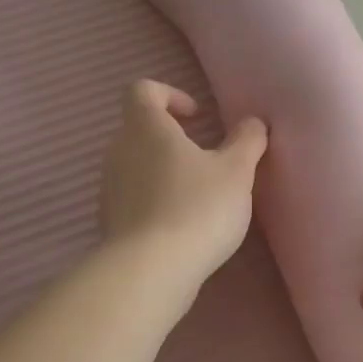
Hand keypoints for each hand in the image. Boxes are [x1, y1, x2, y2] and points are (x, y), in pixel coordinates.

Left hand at [99, 80, 267, 293]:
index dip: (170, 94)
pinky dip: (154, 199)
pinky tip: (180, 223)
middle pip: (138, 128)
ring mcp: (109, 188)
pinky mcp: (109, 221)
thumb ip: (247, 141)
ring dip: (162, 169)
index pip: (142, 90)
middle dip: (170, 136)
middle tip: (204, 155)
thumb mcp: (236, 172)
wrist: (151, 271)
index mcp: (146, 128)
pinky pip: (132, 196)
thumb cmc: (197, 208)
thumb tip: (254, 122)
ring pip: (135, 164)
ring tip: (196, 193)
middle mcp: (119, 151)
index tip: (197, 116)